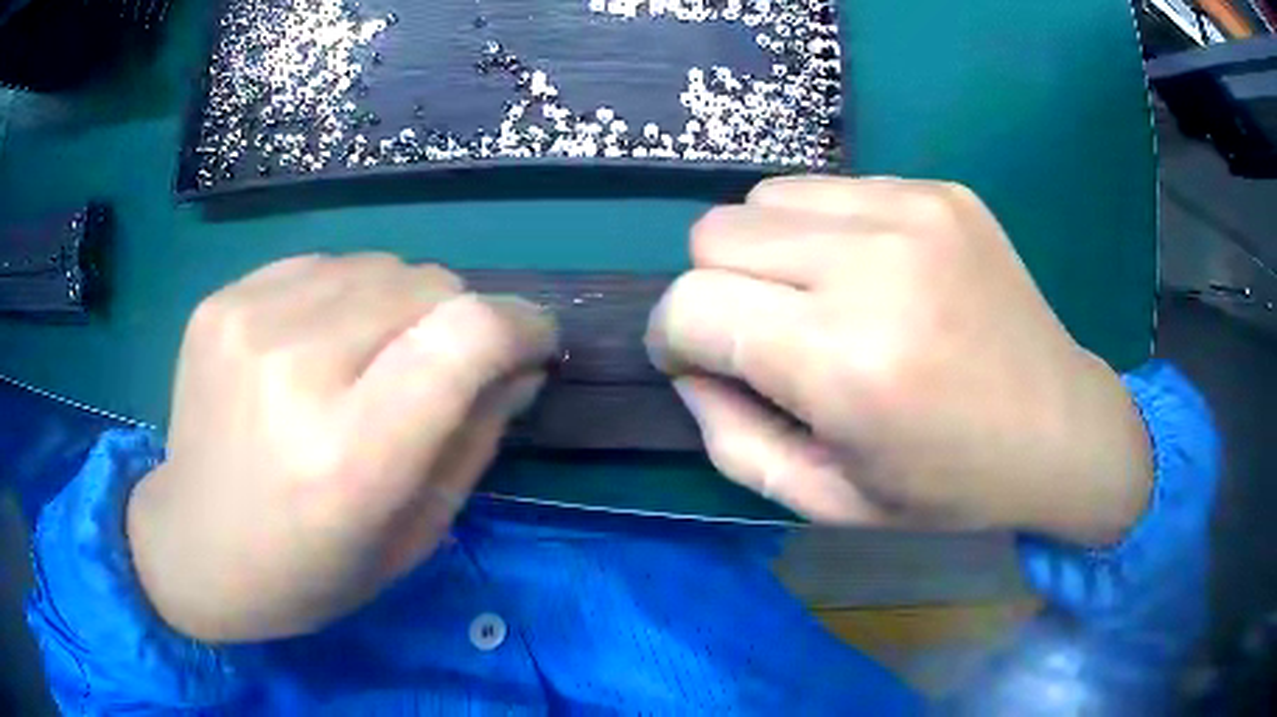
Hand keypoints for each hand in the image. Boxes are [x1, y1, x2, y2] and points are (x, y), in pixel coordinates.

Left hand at [127, 254, 555, 641]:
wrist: (190, 546)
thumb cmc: (306, 572)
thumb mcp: (412, 535)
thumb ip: (474, 441)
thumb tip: (520, 365)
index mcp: (349, 456)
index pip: (465, 336)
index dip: (520, 324)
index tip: (535, 342)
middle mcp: (294, 370)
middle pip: (426, 284)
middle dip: (460, 320)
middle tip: (442, 369)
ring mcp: (246, 321)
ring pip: (378, 263)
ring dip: (400, 305)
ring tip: (372, 359)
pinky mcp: (221, 299)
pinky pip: (322, 264)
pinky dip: (344, 296)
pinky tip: (317, 345)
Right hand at [647, 176, 1152, 545]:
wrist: (1060, 430)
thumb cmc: (946, 486)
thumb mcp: (822, 500)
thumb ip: (729, 436)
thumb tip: (690, 363)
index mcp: (846, 362)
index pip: (692, 306)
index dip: (674, 336)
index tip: (698, 361)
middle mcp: (876, 265)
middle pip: (715, 233)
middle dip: (715, 289)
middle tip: (765, 335)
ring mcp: (914, 211)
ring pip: (765, 198)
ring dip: (768, 251)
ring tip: (819, 299)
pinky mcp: (941, 190)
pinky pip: (833, 190)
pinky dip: (825, 231)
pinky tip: (874, 275)